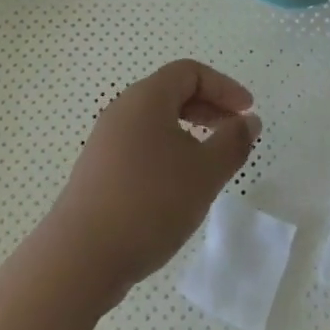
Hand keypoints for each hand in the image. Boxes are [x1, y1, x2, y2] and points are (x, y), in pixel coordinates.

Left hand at [46, 59, 259, 303]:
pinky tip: (179, 184)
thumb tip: (248, 121)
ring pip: (156, 120)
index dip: (224, 86)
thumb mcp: (205, 172)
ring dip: (189, 131)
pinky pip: (141, 144)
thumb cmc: (150, 202)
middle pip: (171, 92)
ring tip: (210, 160)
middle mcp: (122, 110)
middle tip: (234, 131)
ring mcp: (106, 140)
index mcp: (146, 98)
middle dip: (209, 107)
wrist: (81, 257)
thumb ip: (232, 142)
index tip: (247, 112)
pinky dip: (168, 150)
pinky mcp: (99, 169)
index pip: (190, 72)